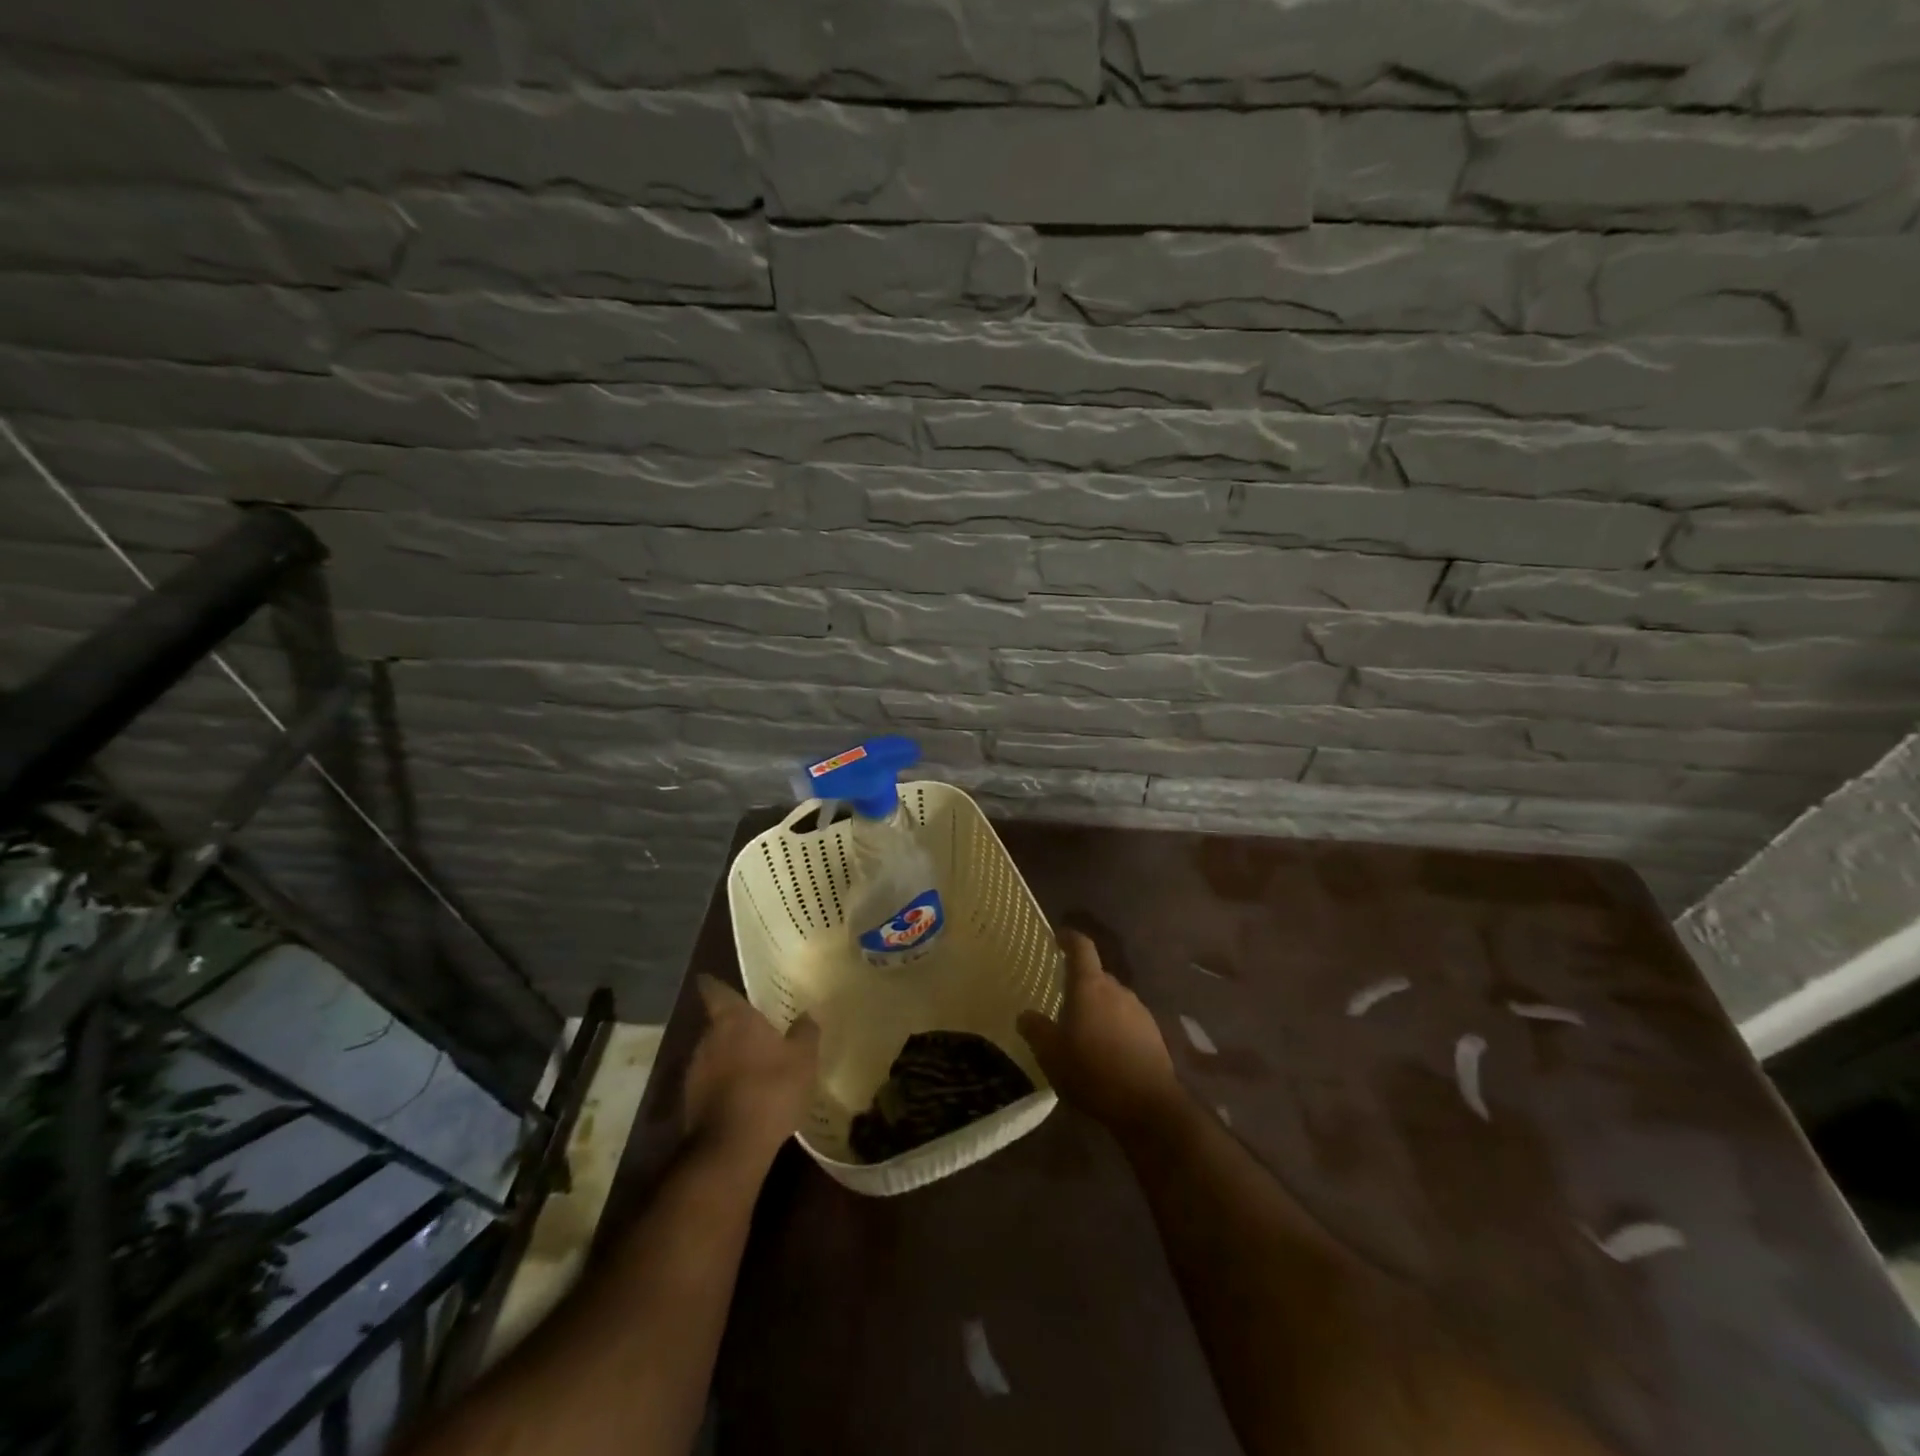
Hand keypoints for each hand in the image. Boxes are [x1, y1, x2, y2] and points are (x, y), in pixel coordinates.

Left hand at [683, 976, 819, 1164]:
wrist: (731, 1148)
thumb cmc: (771, 1088)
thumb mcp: (803, 1058)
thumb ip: (805, 1032)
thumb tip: (806, 1014)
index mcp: (733, 1020)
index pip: (715, 991)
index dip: (714, 984)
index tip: (714, 979)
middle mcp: (707, 1039)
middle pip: (716, 1023)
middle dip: (733, 1026)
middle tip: (756, 1028)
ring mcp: (694, 1072)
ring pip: (713, 1054)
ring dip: (729, 1056)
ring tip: (753, 1064)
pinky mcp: (690, 1103)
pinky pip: (710, 1082)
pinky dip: (724, 1083)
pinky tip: (744, 1095)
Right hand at [1019, 929, 1179, 1132]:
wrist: (1149, 1106)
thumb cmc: (1093, 1072)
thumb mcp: (1052, 1055)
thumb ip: (1035, 1030)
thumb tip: (1025, 1015)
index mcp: (1090, 986)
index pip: (1082, 948)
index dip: (1070, 938)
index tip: (1058, 936)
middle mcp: (1117, 990)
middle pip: (1097, 975)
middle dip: (1080, 983)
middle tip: (1062, 1000)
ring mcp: (1139, 1011)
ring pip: (1113, 999)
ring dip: (1098, 1007)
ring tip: (1083, 1030)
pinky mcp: (1153, 1033)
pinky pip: (1127, 1019)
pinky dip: (1114, 1026)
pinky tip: (1106, 1050)